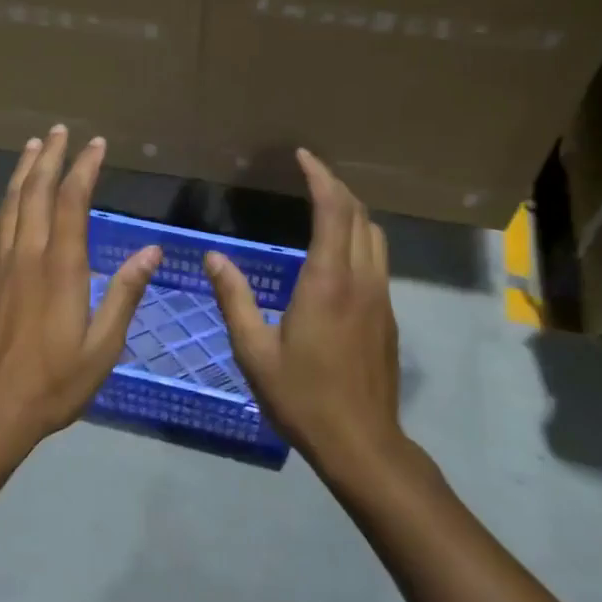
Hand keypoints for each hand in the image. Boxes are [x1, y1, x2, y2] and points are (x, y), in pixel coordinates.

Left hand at [0, 125, 160, 454]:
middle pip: (35, 193)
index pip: (71, 202)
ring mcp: (0, 266)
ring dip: (23, 172)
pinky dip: (5, 205)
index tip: (96, 144)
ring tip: (34, 147)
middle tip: (60, 130)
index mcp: (61, 268)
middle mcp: (27, 256)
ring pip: (10, 205)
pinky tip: (9, 199)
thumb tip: (152, 250)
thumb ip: (125, 293)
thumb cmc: (55, 382)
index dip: (84, 169)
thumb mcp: (103, 345)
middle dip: (49, 157)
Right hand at [204, 148, 400, 467]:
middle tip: (309, 172)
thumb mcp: (254, 351)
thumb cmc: (302, 398)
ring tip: (323, 203)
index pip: (333, 211)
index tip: (302, 156)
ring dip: (352, 210)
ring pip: (375, 235)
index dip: (320, 177)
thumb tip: (213, 257)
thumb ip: (234, 299)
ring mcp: (380, 297)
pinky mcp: (388, 315)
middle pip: (359, 215)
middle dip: (336, 186)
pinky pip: (377, 258)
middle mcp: (361, 280)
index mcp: (328, 282)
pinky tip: (337, 250)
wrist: (362, 444)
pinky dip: (359, 236)